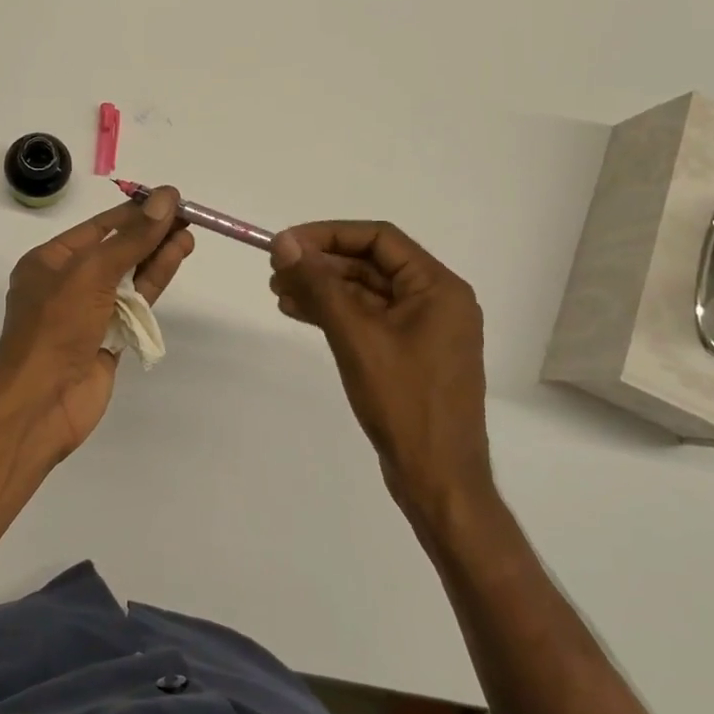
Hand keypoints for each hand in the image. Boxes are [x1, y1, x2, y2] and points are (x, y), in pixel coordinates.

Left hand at [0, 187, 193, 457]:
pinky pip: (135, 304)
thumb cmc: (55, 327)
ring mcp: (89, 312)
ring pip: (129, 276)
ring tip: (188, 234)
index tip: (169, 198)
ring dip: (157, 255)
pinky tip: (176, 260)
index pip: (98, 228)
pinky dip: (155, 282)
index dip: (134, 212)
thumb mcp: (91, 273)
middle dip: (149, 233)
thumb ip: (131, 238)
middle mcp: (67, 283)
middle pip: (116, 250)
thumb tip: (165, 198)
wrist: (40, 402)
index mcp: (50, 261)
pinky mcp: (109, 338)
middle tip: (187, 215)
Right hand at [269, 222, 490, 529]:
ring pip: (365, 293)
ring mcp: (423, 330)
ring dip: (323, 289)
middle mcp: (436, 301)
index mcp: (438, 287)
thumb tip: (284, 244)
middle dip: (322, 264)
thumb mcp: (356, 337)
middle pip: (371, 264)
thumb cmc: (403, 402)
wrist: (437, 478)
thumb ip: (319, 285)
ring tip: (278, 292)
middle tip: (276, 271)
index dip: (328, 235)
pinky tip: (299, 312)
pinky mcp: (409, 355)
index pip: (379, 239)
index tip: (286, 244)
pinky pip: (368, 320)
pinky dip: (335, 314)